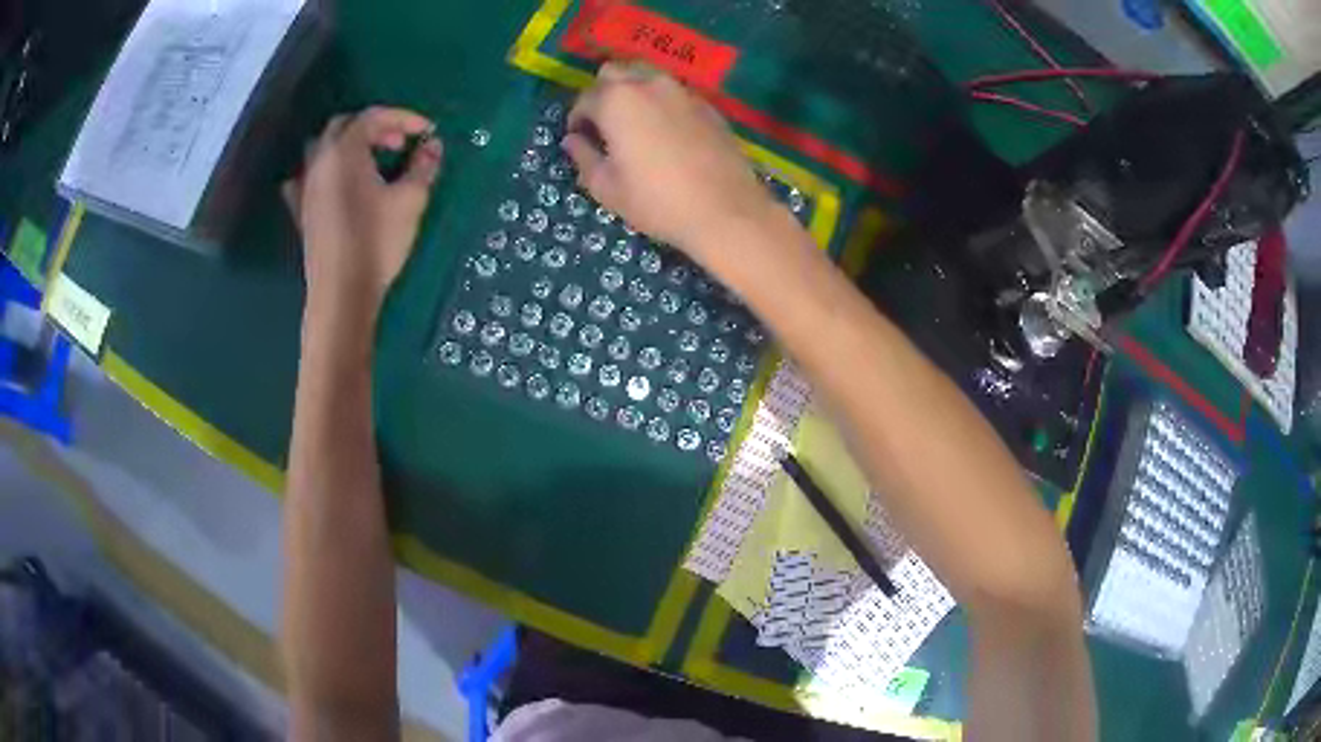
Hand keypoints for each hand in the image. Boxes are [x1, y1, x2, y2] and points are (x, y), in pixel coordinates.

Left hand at [284, 107, 443, 315]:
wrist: (342, 291)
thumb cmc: (377, 241)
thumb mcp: (411, 200)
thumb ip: (423, 166)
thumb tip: (432, 146)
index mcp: (345, 151)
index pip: (373, 117)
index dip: (403, 118)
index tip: (426, 131)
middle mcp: (320, 162)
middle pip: (344, 126)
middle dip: (374, 127)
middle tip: (398, 144)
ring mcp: (306, 187)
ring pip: (323, 148)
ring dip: (347, 145)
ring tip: (369, 162)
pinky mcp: (301, 211)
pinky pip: (305, 179)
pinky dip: (322, 172)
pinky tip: (332, 184)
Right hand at [563, 63, 780, 262]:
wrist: (725, 210)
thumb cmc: (656, 201)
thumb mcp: (607, 187)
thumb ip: (583, 157)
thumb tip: (572, 140)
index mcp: (617, 100)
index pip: (584, 98)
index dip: (577, 119)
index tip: (579, 139)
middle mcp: (649, 84)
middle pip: (615, 72)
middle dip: (602, 93)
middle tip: (604, 125)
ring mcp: (682, 91)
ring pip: (647, 76)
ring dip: (633, 92)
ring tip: (634, 124)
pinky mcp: (708, 105)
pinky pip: (674, 93)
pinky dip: (661, 103)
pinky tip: (667, 132)